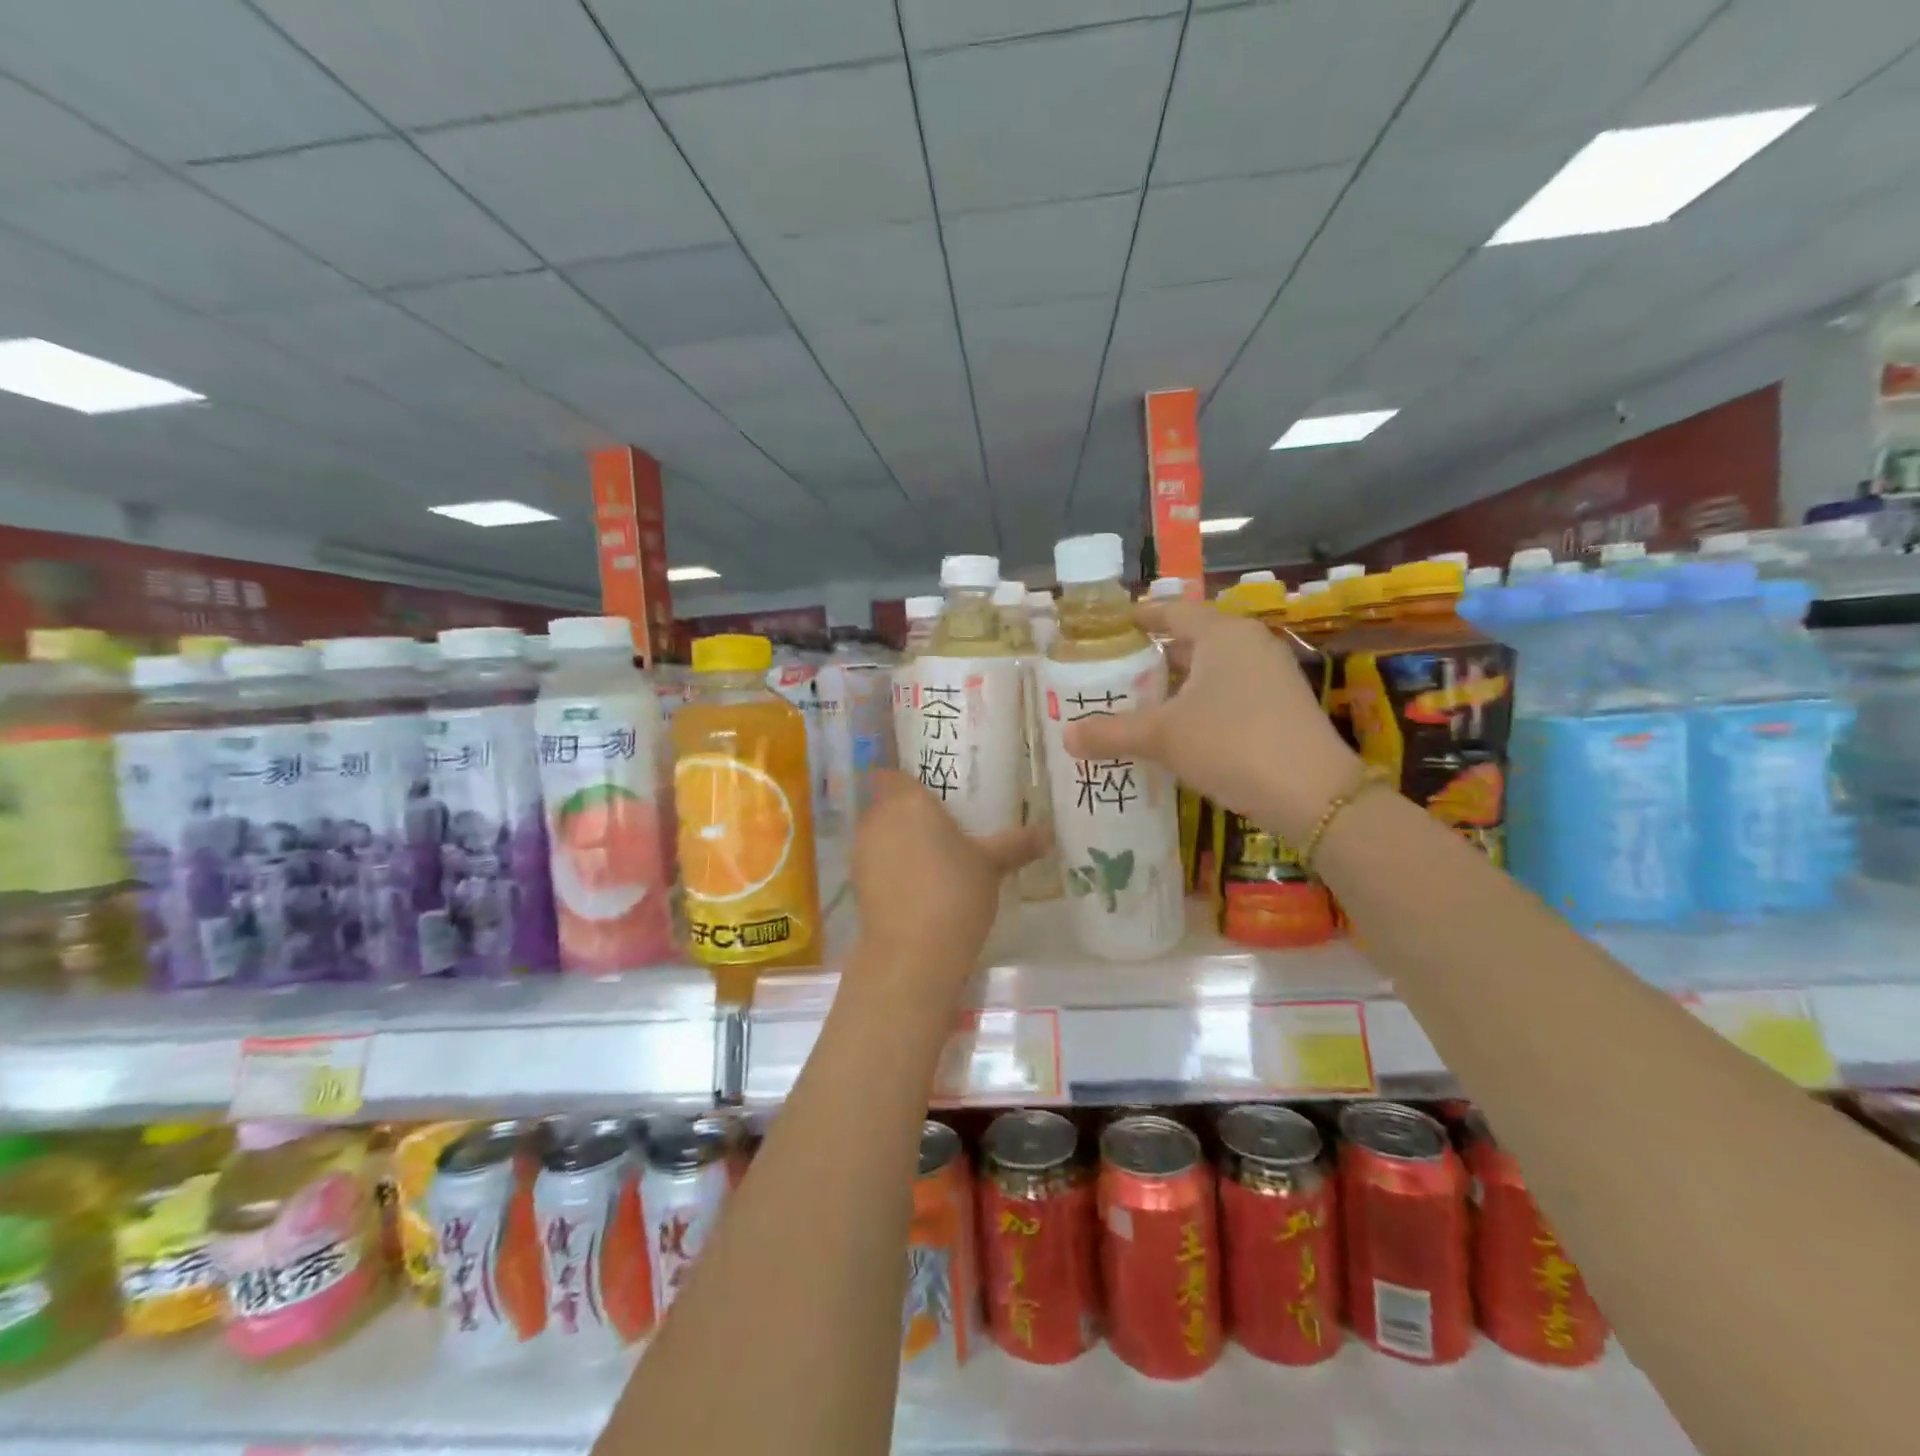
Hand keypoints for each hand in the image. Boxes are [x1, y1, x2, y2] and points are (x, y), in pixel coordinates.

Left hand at [850, 771, 1044, 990]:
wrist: (913, 953)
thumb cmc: (955, 892)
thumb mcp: (992, 865)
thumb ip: (1016, 844)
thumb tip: (1048, 834)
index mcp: (908, 800)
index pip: (894, 774)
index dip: (908, 780)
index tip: (932, 791)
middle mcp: (878, 819)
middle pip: (887, 804)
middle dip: (908, 813)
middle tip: (941, 825)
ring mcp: (862, 852)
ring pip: (880, 835)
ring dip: (898, 842)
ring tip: (932, 858)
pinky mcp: (857, 885)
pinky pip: (876, 864)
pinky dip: (891, 869)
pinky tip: (917, 887)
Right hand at [1063, 599, 1359, 845]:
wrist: (1313, 795)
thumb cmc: (1231, 744)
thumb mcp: (1162, 736)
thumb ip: (1111, 732)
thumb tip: (1065, 736)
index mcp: (1222, 634)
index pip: (1173, 611)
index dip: (1140, 616)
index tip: (1112, 626)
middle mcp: (1250, 644)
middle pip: (1193, 639)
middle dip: (1155, 655)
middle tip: (1116, 670)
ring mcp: (1272, 675)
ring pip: (1213, 668)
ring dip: (1178, 682)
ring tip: (1140, 700)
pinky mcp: (1282, 707)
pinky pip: (1230, 691)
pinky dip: (1200, 701)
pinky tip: (1179, 728)